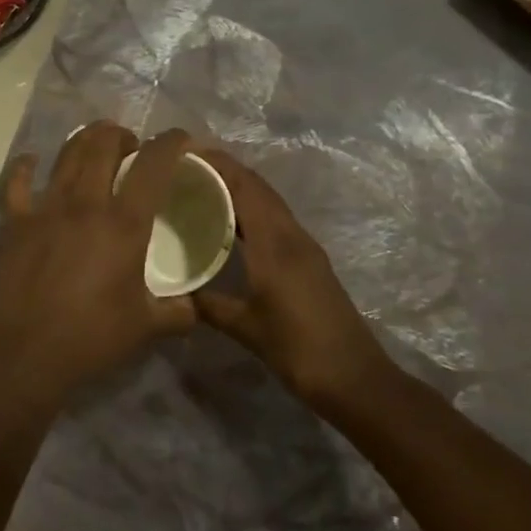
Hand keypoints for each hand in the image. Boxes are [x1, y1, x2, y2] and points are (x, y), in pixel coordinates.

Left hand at [0, 123, 197, 411]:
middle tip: (131, 148)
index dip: (171, 142)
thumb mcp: (146, 327)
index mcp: (124, 223)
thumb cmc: (91, 338)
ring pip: (66, 154)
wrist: (25, 355)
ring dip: (85, 141)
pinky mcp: (15, 223)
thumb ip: (178, 312)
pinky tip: (32, 164)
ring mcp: (45, 208)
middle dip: (122, 134)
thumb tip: (194, 307)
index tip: (181, 139)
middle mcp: (85, 203)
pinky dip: (26, 167)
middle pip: (103, 144)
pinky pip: (18, 183)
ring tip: (95, 146)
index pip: (153, 164)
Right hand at [192, 150, 392, 411]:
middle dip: (225, 170)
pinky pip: (275, 220)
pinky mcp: (309, 260)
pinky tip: (231, 224)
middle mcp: (291, 235)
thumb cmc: (298, 349)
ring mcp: (304, 246)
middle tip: (186, 168)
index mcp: (275, 243)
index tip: (185, 153)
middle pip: (258, 187)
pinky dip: (251, 209)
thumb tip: (176, 293)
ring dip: (240, 187)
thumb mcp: (246, 328)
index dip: (218, 164)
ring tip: (202, 187)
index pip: (244, 187)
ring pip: (269, 202)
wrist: (354, 377)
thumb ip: (209, 305)